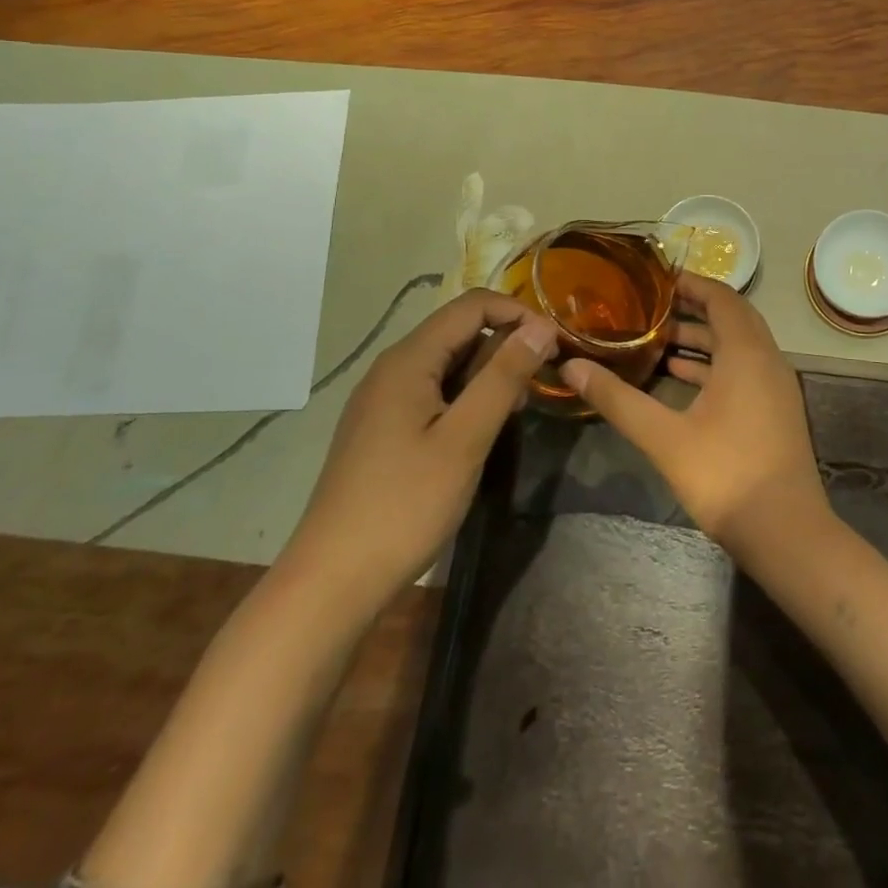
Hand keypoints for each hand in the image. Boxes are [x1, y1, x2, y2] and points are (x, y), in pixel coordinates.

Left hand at [280, 289, 556, 618]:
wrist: (332, 581)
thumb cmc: (405, 504)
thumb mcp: (466, 438)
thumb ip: (505, 377)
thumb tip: (541, 327)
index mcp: (409, 360)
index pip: (473, 305)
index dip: (519, 313)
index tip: (555, 345)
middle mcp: (393, 368)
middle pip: (460, 331)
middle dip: (506, 346)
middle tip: (539, 386)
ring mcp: (384, 399)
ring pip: (450, 363)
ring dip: (489, 375)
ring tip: (515, 413)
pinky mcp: (384, 427)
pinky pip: (435, 391)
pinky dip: (467, 398)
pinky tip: (481, 432)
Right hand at [560, 273, 828, 554]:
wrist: (785, 530)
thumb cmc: (725, 474)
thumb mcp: (664, 436)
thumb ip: (618, 399)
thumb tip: (571, 367)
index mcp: (746, 353)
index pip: (722, 298)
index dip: (692, 284)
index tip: (657, 279)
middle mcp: (767, 359)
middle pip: (732, 317)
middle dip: (695, 308)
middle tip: (653, 306)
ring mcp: (776, 386)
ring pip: (739, 346)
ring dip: (703, 339)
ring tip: (658, 340)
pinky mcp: (776, 410)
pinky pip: (745, 369)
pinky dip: (715, 365)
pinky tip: (681, 378)